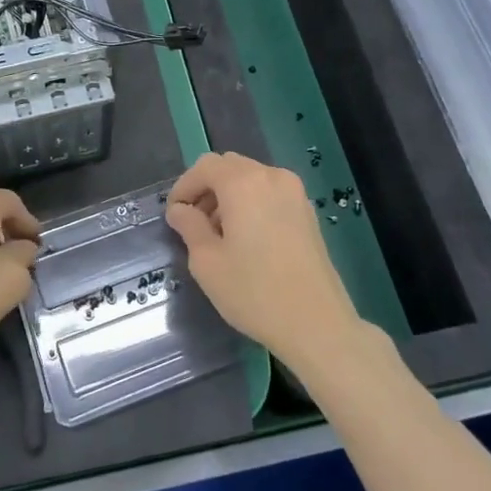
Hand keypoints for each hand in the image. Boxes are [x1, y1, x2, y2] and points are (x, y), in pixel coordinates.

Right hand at [165, 152, 362, 372]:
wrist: (317, 324)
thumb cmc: (254, 292)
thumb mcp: (207, 262)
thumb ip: (189, 226)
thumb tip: (180, 210)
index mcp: (243, 183)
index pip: (205, 167)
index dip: (184, 187)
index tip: (174, 215)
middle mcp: (271, 176)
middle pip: (229, 167)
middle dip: (206, 188)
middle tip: (193, 223)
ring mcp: (295, 193)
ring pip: (251, 179)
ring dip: (229, 196)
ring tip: (219, 234)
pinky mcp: (308, 212)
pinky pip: (270, 193)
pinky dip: (251, 203)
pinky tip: (247, 238)